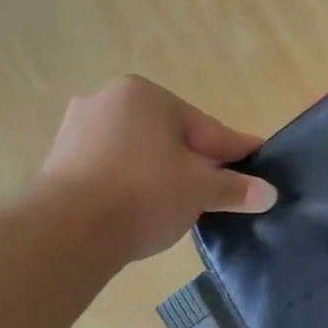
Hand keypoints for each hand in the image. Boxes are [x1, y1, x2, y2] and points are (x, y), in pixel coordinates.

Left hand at [36, 76, 277, 260]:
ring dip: (164, 176)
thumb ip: (236, 188)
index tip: (258, 161)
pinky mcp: (58, 163)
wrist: (65, 232)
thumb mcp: (200, 190)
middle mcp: (108, 101)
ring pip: (141, 153)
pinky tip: (145, 210)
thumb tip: (270, 193)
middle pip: (171, 137)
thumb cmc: (143, 193)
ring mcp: (77, 131)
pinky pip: (113, 170)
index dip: (236, 150)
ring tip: (183, 206)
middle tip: (221, 192)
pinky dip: (133, 186)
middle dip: (197, 164)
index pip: (206, 127)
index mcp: (145, 95)